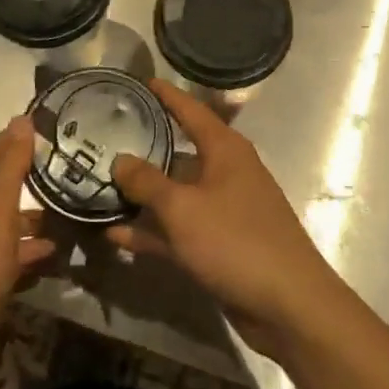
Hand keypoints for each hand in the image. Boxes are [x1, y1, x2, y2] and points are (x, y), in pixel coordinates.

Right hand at [108, 81, 351, 361]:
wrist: (287, 305)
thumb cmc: (236, 241)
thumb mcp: (183, 208)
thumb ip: (148, 182)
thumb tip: (121, 159)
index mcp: (225, 150)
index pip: (191, 111)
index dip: (167, 96)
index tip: (140, 83)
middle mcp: (225, 173)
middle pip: (180, 152)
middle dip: (145, 148)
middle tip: (106, 139)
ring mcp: (223, 211)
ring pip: (176, 195)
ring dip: (143, 196)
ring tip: (100, 187)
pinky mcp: (219, 246)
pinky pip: (179, 230)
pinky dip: (152, 232)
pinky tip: (115, 236)